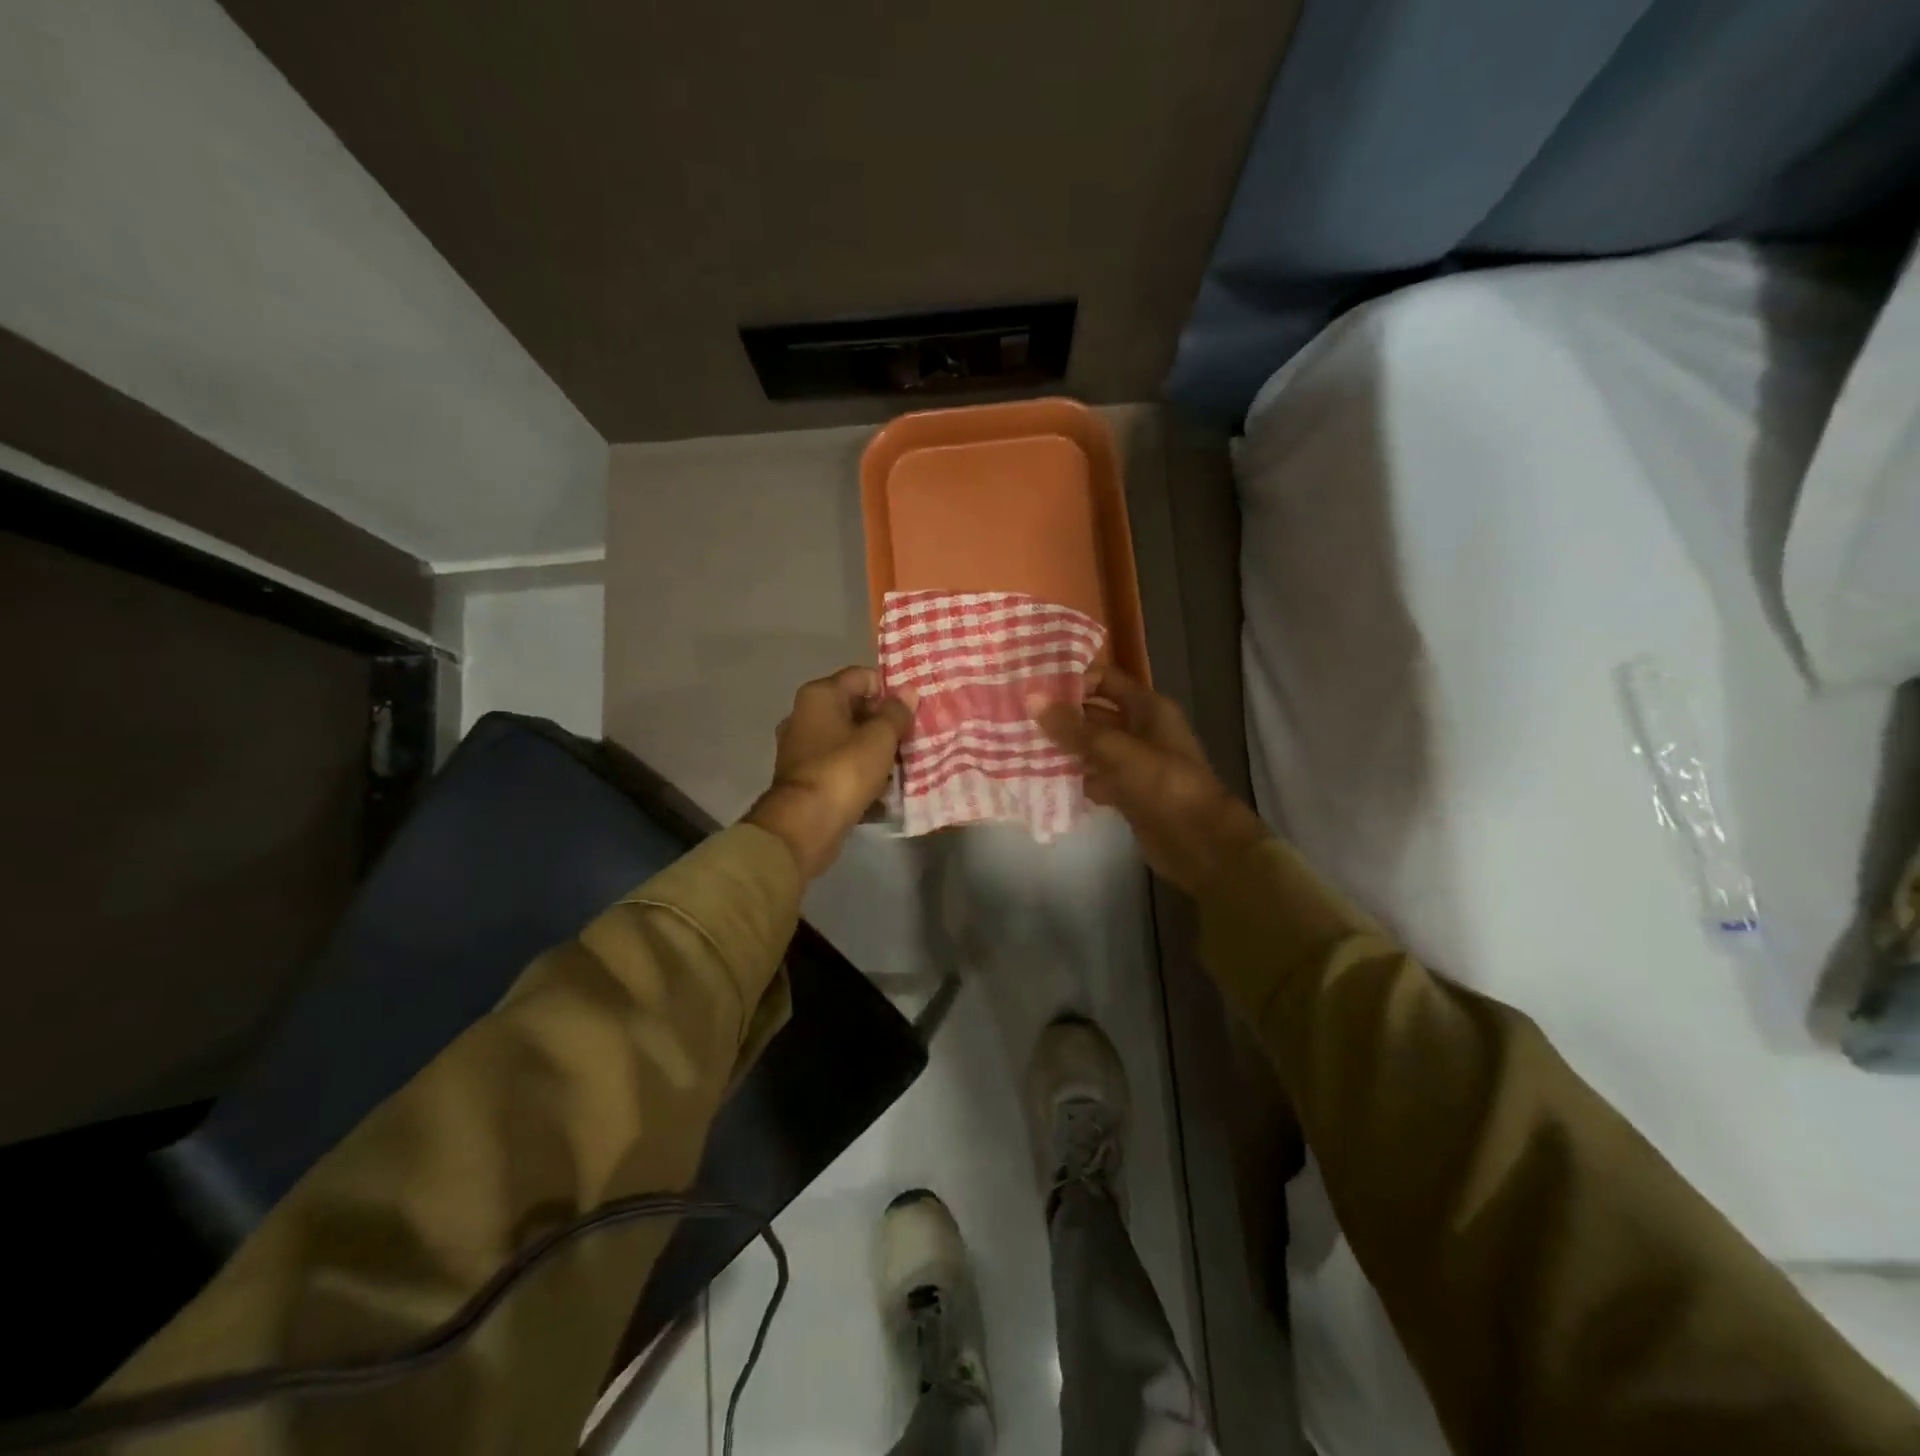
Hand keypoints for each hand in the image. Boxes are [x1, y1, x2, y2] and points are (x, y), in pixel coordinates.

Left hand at [745, 667, 917, 882]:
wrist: (804, 824)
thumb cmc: (844, 770)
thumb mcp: (879, 738)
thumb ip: (896, 713)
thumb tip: (908, 692)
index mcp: (819, 695)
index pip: (862, 676)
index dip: (889, 690)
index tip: (911, 711)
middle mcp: (804, 715)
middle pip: (854, 708)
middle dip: (883, 723)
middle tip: (911, 738)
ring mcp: (801, 748)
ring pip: (847, 739)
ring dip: (873, 750)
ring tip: (901, 765)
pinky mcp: (805, 777)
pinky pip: (839, 765)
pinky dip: (859, 771)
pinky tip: (881, 787)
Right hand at [1031, 665, 1267, 894]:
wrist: (1201, 844)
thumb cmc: (1165, 787)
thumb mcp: (1118, 752)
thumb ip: (1075, 728)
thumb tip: (1032, 698)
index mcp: (1148, 708)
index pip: (1105, 680)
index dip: (1073, 680)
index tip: (1034, 688)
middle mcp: (1141, 730)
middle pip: (1094, 714)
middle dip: (1060, 715)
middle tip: (1017, 717)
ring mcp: (1134, 764)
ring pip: (1091, 747)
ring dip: (1062, 748)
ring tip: (1020, 745)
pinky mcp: (1127, 793)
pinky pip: (1094, 777)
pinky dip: (1073, 778)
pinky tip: (1043, 780)